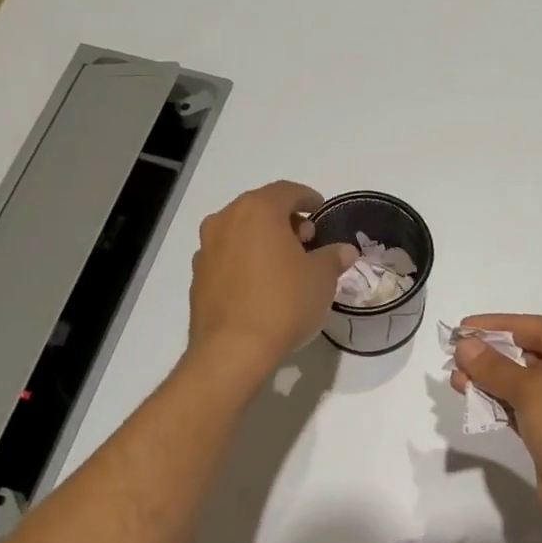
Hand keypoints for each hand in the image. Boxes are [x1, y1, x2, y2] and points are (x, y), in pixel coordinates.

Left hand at [189, 181, 355, 376]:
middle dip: (286, 221)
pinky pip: (228, 257)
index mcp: (257, 211)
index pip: (287, 191)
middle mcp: (225, 221)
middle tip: (308, 241)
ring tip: (286, 265)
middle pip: (260, 209)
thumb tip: (344, 251)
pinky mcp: (197, 277)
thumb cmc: (284, 303)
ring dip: (263, 241)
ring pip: (241, 232)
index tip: (322, 211)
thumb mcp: (322, 279)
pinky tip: (262, 285)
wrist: (233, 350)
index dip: (308, 199)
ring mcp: (206, 249)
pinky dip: (246, 261)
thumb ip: (333, 257)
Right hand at [450, 314, 541, 542]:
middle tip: (455, 356)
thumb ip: (496, 368)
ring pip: (525, 387)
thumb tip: (465, 346)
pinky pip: (523, 413)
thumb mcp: (536, 392)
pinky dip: (498, 405)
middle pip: (533, 357)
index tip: (465, 328)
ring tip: (456, 378)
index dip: (502, 325)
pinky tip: (472, 401)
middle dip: (494, 355)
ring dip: (491, 381)